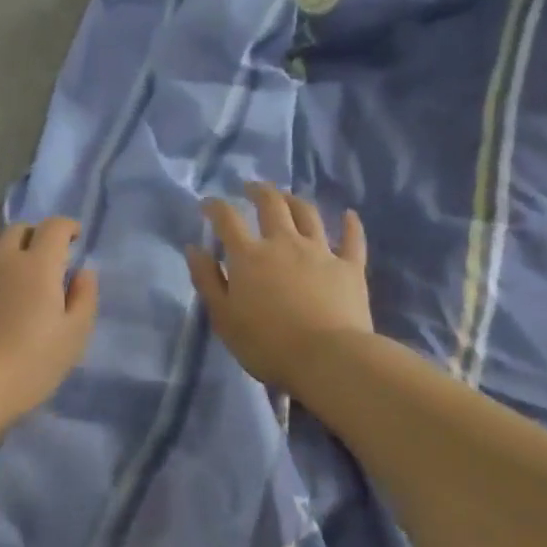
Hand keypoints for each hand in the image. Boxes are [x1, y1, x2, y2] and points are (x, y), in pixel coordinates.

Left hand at [0, 217, 98, 423]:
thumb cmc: (28, 365)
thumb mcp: (73, 337)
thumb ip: (84, 298)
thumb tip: (83, 272)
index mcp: (37, 266)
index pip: (53, 228)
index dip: (67, 226)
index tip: (75, 237)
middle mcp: (1, 260)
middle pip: (18, 229)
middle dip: (37, 235)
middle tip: (48, 257)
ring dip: (8, 250)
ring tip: (17, 274)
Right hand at [187, 182, 372, 390]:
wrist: (327, 359)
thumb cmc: (266, 344)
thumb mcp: (223, 317)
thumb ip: (207, 280)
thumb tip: (195, 248)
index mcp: (249, 256)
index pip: (228, 220)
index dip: (216, 207)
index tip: (208, 204)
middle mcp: (284, 243)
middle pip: (272, 205)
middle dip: (259, 191)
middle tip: (251, 187)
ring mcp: (320, 252)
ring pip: (308, 214)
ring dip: (295, 200)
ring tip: (287, 197)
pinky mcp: (350, 267)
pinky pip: (352, 239)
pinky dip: (350, 225)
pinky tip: (349, 215)